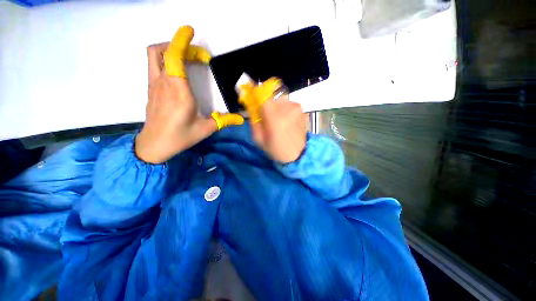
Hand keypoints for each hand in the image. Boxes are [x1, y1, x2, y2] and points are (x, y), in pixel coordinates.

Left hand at [135, 26, 242, 163]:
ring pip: (154, 56)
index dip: (181, 41)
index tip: (190, 31)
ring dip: (169, 50)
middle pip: (161, 50)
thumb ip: (224, 120)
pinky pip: (155, 66)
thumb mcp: (206, 129)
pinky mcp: (151, 89)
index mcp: (178, 91)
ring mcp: (154, 85)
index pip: (174, 57)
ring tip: (187, 59)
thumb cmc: (180, 137)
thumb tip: (241, 118)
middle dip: (179, 45)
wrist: (154, 145)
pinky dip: (166, 60)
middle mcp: (163, 83)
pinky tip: (179, 73)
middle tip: (197, 55)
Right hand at [251, 94, 306, 163]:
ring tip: (277, 120)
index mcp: (274, 118)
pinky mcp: (301, 109)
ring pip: (279, 100)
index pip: (262, 96)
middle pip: (270, 98)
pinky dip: (284, 110)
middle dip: (266, 105)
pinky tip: (285, 120)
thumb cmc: (276, 150)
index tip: (255, 104)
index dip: (256, 98)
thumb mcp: (258, 139)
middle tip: (266, 116)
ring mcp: (295, 108)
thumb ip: (254, 121)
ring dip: (275, 108)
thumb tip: (252, 108)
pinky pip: (287, 104)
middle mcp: (286, 109)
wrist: (298, 154)